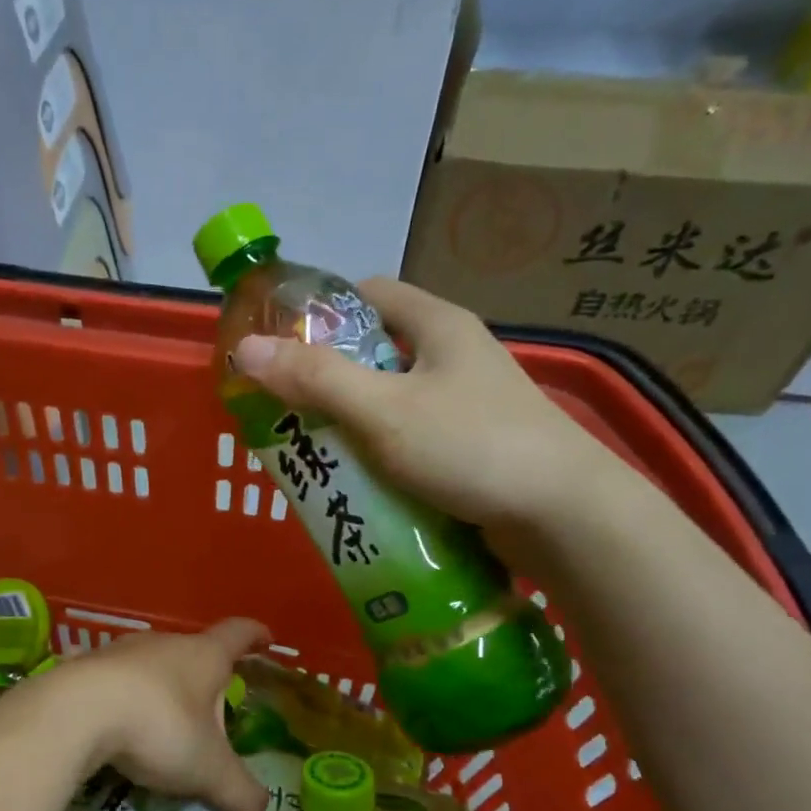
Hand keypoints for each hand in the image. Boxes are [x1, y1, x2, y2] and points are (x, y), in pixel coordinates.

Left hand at [43, 618, 269, 810]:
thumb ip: (239, 791)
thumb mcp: (208, 769)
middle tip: (210, 713)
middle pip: (193, 652)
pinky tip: (118, 733)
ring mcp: (119, 652)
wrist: (74, 712)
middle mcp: (163, 643)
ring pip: (151, 666)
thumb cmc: (158, 726)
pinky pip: (114, 683)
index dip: (255, 636)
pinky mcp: (84, 669)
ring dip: (160, 691)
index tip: (266, 639)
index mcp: (203, 656)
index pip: (238, 634)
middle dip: (204, 679)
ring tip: (162, 728)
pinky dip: (123, 702)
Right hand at [231, 278, 619, 541]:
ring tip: (310, 452)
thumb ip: (315, 379)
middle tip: (283, 410)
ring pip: (391, 402)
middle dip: (327, 379)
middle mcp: (454, 356)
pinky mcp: (472, 448)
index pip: (369, 294)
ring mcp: (467, 404)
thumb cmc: (471, 447)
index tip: (280, 345)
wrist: (565, 516)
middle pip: (375, 352)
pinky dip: (380, 455)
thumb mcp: (383, 410)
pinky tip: (357, 483)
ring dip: (351, 424)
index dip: (322, 312)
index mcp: (438, 326)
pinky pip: (411, 440)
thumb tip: (245, 349)